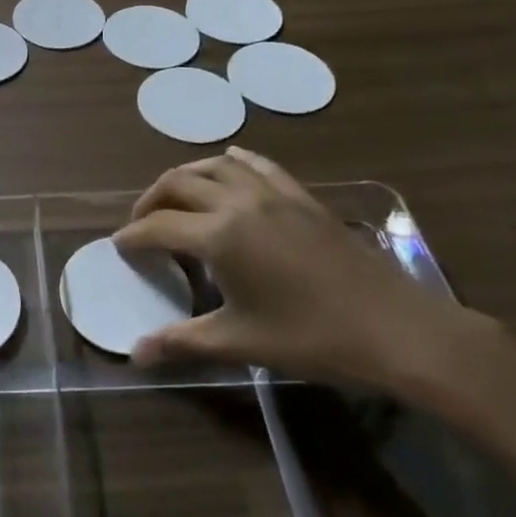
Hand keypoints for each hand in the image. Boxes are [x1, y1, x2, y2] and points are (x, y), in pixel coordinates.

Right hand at [114, 147, 473, 388]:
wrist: (396, 328)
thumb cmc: (312, 338)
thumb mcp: (241, 342)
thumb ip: (182, 341)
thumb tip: (135, 354)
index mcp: (219, 235)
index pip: (158, 226)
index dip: (133, 236)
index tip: (120, 247)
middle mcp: (239, 202)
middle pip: (178, 183)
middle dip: (151, 201)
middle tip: (142, 225)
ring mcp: (273, 194)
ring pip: (215, 165)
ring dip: (186, 176)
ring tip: (176, 197)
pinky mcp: (302, 196)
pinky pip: (258, 164)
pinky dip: (233, 162)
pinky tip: (229, 165)